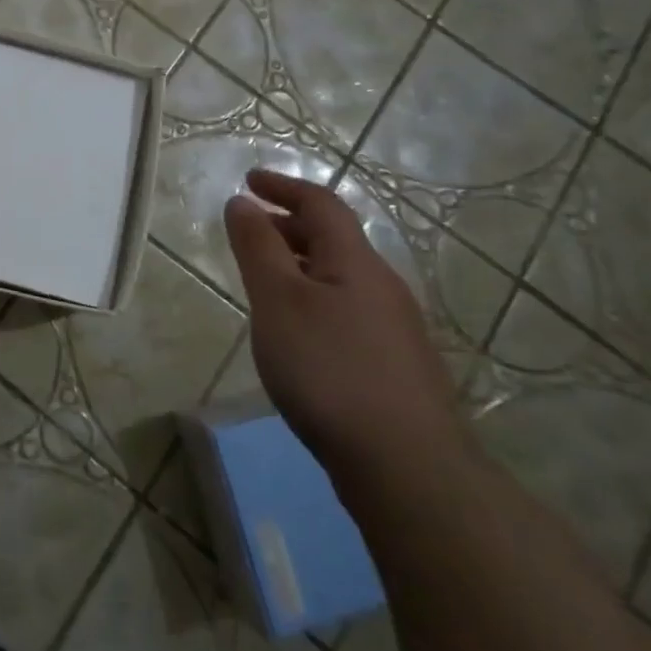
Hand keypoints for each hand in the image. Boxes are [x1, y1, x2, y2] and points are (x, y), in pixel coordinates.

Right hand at [223, 169, 470, 487]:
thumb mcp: (278, 299)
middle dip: (288, 226)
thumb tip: (243, 202)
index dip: (283, 187)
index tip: (247, 181)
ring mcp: (394, 330)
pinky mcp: (394, 368)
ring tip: (265, 282)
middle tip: (249, 232)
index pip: (321, 204)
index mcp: (356, 262)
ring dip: (300, 265)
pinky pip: (346, 310)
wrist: (408, 469)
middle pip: (334, 239)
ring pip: (340, 278)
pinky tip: (297, 334)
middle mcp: (381, 287)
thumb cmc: (329, 369)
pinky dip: (313, 300)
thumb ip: (257, 247)